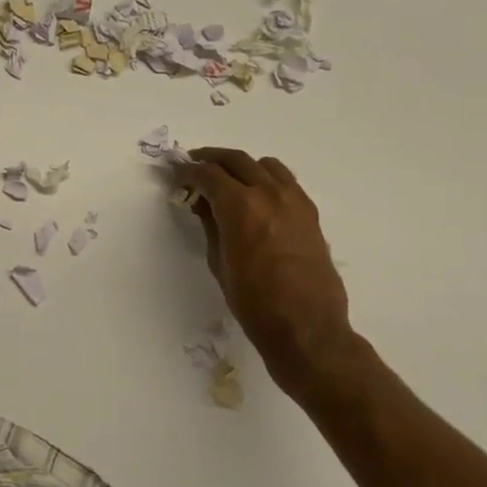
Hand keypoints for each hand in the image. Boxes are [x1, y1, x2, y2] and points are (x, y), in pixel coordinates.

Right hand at [173, 148, 356, 395]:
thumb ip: (211, 225)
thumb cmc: (253, 301)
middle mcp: (269, 194)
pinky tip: (256, 195)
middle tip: (194, 165)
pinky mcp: (310, 213)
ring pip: (265, 165)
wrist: (306, 327)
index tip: (176, 174)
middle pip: (236, 160)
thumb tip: (202, 203)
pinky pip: (285, 181)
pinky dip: (266, 178)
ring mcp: (294, 201)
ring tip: (227, 178)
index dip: (188, 171)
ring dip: (242, 165)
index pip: (208, 174)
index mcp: (241, 207)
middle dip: (211, 159)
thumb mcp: (219, 262)